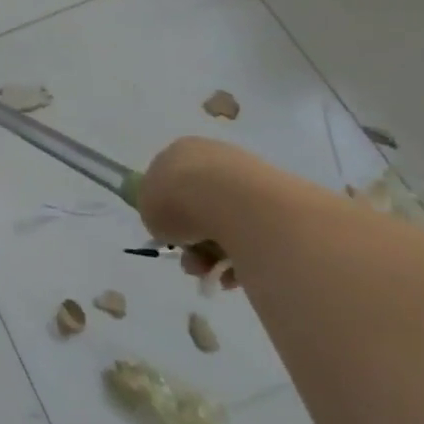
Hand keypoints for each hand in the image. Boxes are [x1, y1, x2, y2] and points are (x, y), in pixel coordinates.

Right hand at [136, 136, 242, 283]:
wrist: (233, 204)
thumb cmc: (178, 200)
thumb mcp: (147, 209)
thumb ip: (157, 214)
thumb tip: (174, 224)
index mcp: (181, 151)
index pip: (170, 180)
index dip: (166, 210)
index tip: (167, 234)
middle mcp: (216, 157)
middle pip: (198, 204)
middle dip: (193, 239)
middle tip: (191, 263)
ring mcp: (249, 177)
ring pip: (225, 223)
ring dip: (213, 253)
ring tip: (211, 273)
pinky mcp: (276, 202)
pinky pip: (251, 235)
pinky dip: (241, 256)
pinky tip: (234, 273)